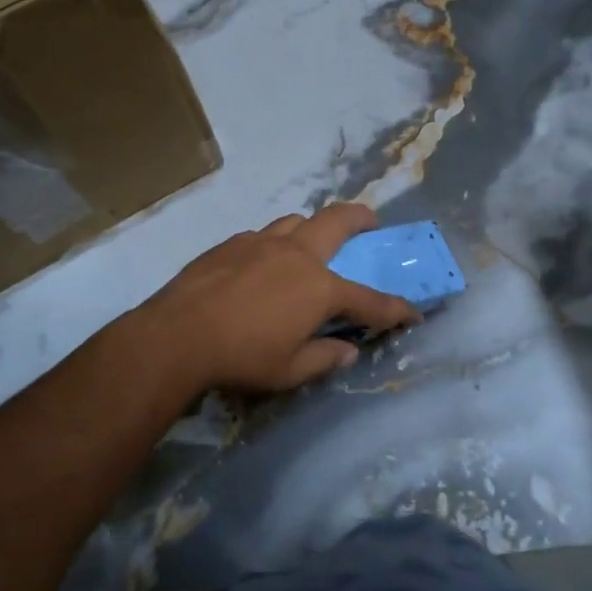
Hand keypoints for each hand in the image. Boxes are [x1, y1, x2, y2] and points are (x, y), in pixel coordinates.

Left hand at [128, 203, 420, 396]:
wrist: (178, 334)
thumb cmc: (241, 357)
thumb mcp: (289, 371)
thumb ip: (324, 358)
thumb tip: (348, 351)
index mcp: (318, 288)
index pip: (369, 300)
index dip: (395, 309)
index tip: (413, 312)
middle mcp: (296, 255)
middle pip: (337, 222)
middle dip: (361, 218)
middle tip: (372, 221)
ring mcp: (262, 243)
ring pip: (296, 221)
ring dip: (313, 227)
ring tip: (311, 242)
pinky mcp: (231, 244)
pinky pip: (262, 235)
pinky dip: (274, 243)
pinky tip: (262, 263)